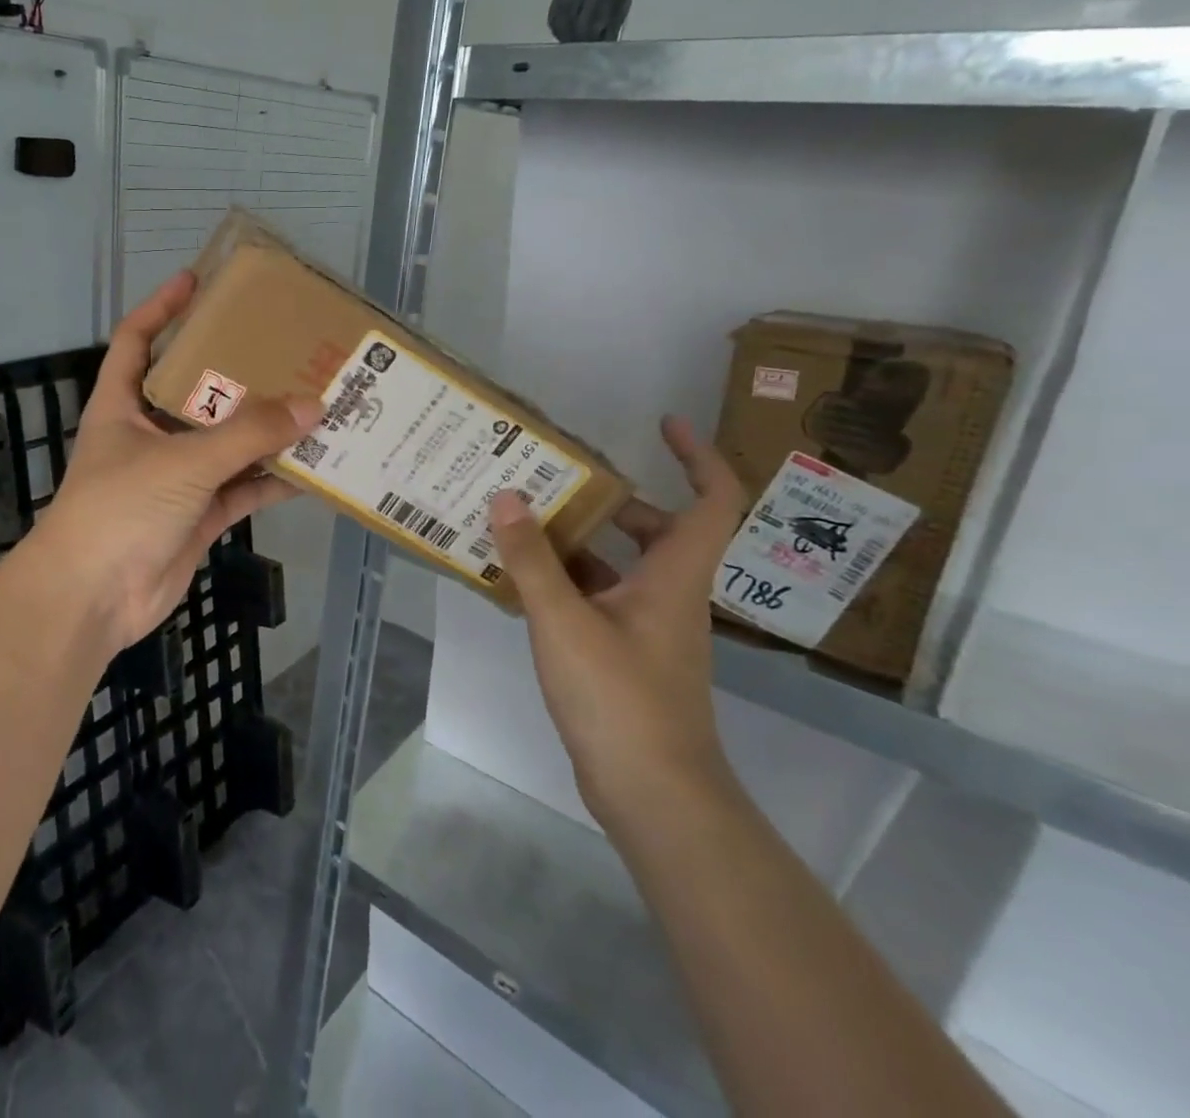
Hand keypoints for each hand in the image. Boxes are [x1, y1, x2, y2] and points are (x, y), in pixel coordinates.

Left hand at [30, 271, 320, 656]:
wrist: (94, 598)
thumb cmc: (120, 509)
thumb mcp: (182, 461)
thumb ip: (248, 434)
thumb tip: (314, 405)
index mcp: (122, 405)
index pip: (136, 340)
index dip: (161, 307)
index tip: (197, 280)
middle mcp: (148, 434)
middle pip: (194, 390)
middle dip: (234, 370)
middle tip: (283, 345)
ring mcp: (175, 477)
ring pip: (227, 442)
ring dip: (265, 429)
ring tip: (313, 401)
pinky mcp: (198, 515)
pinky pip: (242, 489)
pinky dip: (273, 480)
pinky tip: (313, 467)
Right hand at [487, 415, 747, 827]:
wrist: (653, 795)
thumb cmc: (620, 699)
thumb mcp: (564, 622)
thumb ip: (532, 559)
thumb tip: (506, 496)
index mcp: (674, 575)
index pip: (713, 500)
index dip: (698, 455)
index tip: (663, 424)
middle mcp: (669, 593)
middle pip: (652, 527)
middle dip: (606, 498)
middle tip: (552, 478)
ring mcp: (648, 626)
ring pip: (619, 564)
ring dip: (577, 540)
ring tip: (521, 521)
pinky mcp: (625, 654)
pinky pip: (598, 597)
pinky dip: (565, 580)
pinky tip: (519, 579)